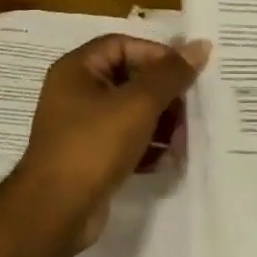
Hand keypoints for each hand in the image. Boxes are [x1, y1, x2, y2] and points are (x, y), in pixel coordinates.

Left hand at [10, 34, 210, 254]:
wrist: (56, 211)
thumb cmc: (94, 146)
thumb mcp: (138, 104)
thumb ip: (170, 74)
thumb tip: (200, 46)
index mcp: (77, 69)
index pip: (123, 45)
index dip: (157, 55)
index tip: (187, 73)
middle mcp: (76, 93)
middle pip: (130, 79)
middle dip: (164, 95)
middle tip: (190, 111)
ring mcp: (82, 127)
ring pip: (131, 112)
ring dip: (161, 123)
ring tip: (182, 140)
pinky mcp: (91, 157)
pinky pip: (126, 141)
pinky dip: (147, 147)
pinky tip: (167, 160)